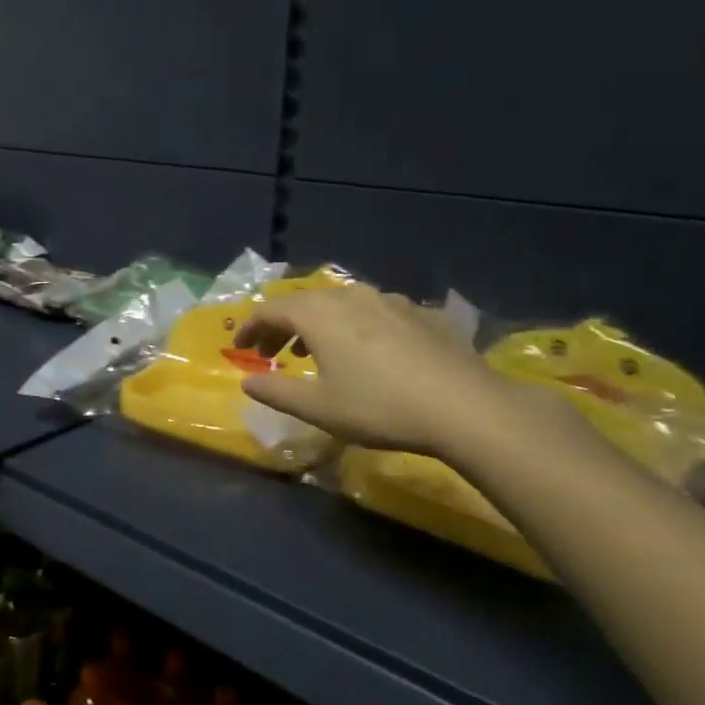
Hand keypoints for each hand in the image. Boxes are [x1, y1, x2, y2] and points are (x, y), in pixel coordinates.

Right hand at [234, 285, 528, 457]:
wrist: (465, 407)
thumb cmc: (379, 406)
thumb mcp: (318, 407)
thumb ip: (276, 391)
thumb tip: (247, 382)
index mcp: (319, 314)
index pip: (270, 310)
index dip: (250, 328)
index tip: (239, 349)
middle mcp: (350, 296)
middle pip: (304, 302)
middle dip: (281, 325)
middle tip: (270, 351)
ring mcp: (390, 300)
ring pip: (340, 303)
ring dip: (317, 323)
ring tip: (313, 350)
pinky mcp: (421, 313)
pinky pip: (373, 311)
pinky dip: (354, 326)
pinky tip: (365, 351)